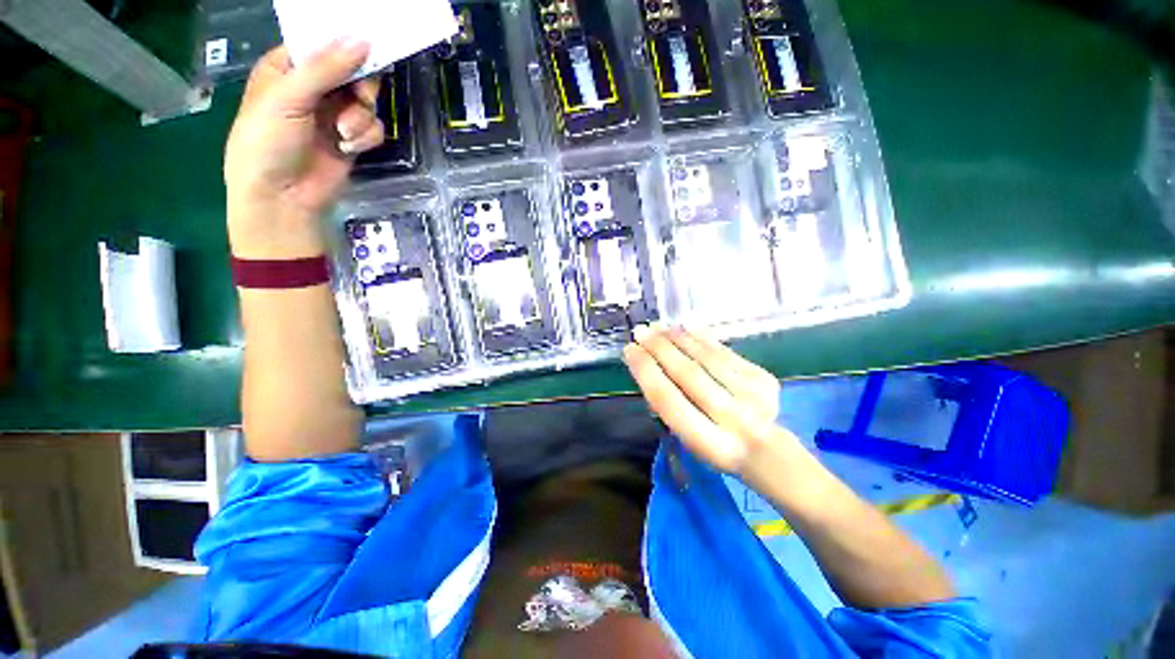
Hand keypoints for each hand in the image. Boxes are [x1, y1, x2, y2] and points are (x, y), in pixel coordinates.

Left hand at [224, 40, 383, 258]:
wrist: (282, 196)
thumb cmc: (268, 142)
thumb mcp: (289, 97)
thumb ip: (325, 68)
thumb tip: (363, 39)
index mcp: (288, 68)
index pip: (322, 43)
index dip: (344, 43)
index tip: (368, 44)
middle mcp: (313, 87)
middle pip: (352, 71)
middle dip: (360, 85)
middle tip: (360, 95)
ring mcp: (334, 114)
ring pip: (367, 101)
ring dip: (361, 117)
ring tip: (343, 132)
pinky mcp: (351, 139)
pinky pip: (373, 127)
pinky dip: (365, 136)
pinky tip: (348, 145)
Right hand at [622, 325, 801, 475]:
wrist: (767, 450)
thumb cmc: (715, 445)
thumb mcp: (687, 437)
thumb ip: (669, 405)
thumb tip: (649, 364)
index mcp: (709, 443)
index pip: (669, 400)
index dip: (646, 371)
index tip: (630, 350)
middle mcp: (733, 419)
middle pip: (688, 374)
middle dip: (660, 349)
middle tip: (641, 331)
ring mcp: (753, 396)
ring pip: (707, 358)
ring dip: (679, 338)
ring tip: (659, 327)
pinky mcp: (764, 379)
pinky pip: (725, 351)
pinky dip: (703, 338)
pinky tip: (686, 328)